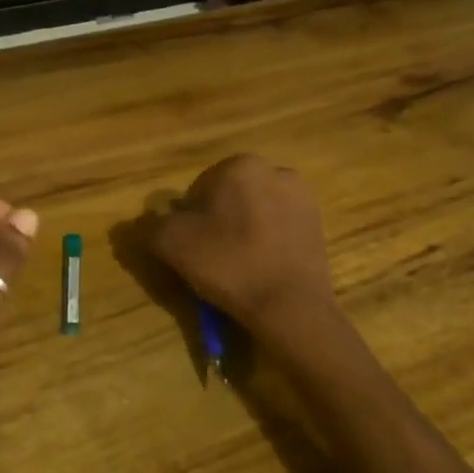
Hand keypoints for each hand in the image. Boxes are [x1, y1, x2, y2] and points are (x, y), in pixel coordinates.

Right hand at [145, 155, 337, 340]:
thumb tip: (157, 221)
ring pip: (254, 213)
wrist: (290, 307)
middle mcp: (276, 170)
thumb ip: (155, 223)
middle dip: (217, 222)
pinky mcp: (318, 225)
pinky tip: (261, 269)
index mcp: (241, 165)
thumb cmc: (229, 265)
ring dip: (242, 232)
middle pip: (229, 198)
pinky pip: (278, 229)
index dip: (188, 221)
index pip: (198, 190)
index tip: (190, 249)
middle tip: (211, 259)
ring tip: (237, 267)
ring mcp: (303, 198)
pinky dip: (265, 243)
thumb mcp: (172, 243)